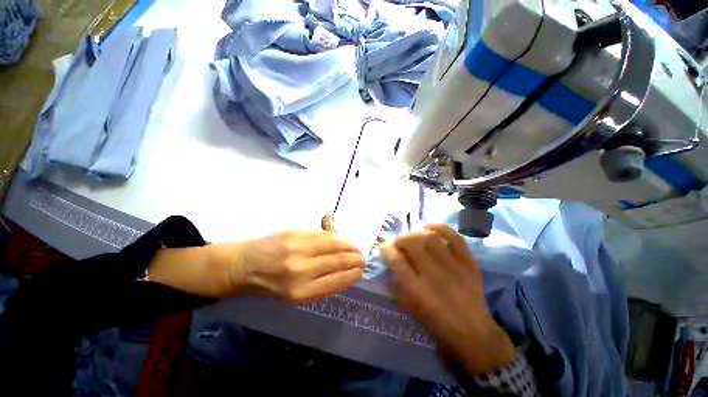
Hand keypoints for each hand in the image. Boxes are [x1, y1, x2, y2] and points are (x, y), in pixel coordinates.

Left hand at [228, 231, 364, 301]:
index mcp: (300, 292)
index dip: (353, 275)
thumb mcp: (294, 295)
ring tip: (356, 248)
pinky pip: (323, 234)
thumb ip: (320, 285)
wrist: (244, 265)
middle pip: (339, 261)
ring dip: (349, 246)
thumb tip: (345, 273)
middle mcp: (301, 270)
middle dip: (355, 259)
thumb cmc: (269, 285)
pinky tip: (341, 240)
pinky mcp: (295, 233)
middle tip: (363, 258)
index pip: (337, 281)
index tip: (361, 272)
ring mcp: (298, 249)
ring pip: (334, 244)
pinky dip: (336, 237)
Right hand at [382, 224, 514, 374]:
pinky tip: (430, 228)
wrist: (474, 334)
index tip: (384, 247)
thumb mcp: (412, 311)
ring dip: (416, 233)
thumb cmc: (438, 325)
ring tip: (413, 236)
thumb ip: (397, 288)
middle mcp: (434, 276)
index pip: (397, 262)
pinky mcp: (469, 263)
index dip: (387, 250)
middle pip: (413, 244)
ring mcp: (454, 267)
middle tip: (398, 242)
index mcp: (418, 291)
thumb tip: (387, 269)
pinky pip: (455, 238)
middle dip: (400, 239)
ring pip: (431, 238)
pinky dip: (441, 228)